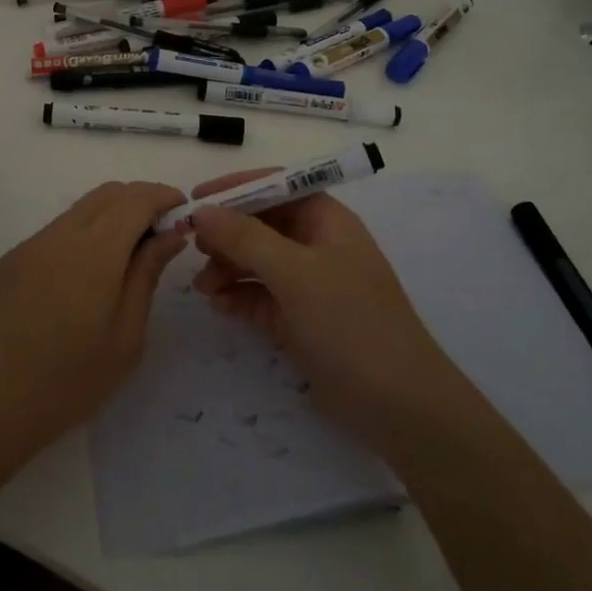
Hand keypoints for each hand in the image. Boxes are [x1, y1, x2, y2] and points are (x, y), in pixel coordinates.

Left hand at [0, 181, 187, 465]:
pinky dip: (80, 237)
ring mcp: (28, 246)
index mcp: (94, 251)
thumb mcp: (125, 336)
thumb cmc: (68, 381)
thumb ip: (147, 275)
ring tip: (125, 258)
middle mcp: (59, 235)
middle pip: (106, 194)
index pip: (135, 199)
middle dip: (139, 201)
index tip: (182, 211)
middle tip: (160, 233)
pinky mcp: (7, 263)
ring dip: (109, 218)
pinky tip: (82, 280)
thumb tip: (170, 234)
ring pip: (78, 211)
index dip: (163, 196)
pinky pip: (53, 233)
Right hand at [188, 171, 463, 455]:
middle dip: (226, 233)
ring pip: (256, 261)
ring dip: (227, 267)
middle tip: (193, 248)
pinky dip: (237, 296)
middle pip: (262, 224)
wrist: (398, 405)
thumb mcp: (295, 273)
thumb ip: (245, 238)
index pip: (277, 185)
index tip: (196, 200)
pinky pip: (259, 296)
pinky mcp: (299, 320)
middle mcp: (317, 245)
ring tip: (203, 287)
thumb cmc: (350, 322)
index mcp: (327, 220)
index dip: (237, 188)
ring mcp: (309, 285)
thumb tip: (202, 212)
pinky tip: (219, 305)